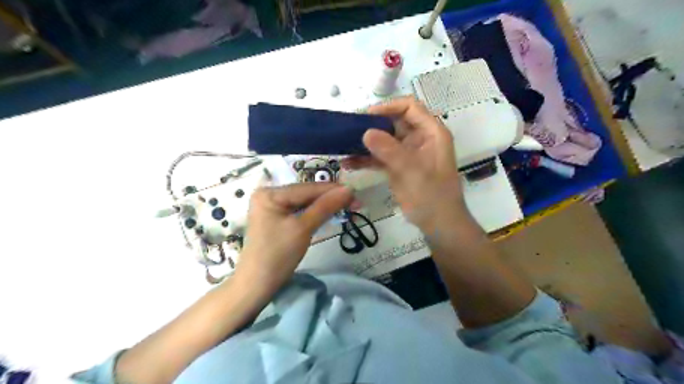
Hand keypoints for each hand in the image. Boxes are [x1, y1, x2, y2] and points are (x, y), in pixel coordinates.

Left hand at [236, 185, 351, 292]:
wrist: (257, 285)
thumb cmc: (278, 256)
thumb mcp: (303, 228)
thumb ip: (326, 206)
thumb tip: (349, 189)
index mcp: (270, 193)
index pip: (308, 188)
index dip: (334, 190)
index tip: (356, 193)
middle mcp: (269, 194)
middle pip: (306, 194)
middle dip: (331, 198)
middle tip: (355, 203)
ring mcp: (271, 206)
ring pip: (305, 202)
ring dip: (326, 206)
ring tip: (348, 208)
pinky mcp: (276, 217)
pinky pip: (299, 211)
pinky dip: (315, 213)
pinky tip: (330, 213)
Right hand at [345, 96, 467, 233]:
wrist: (438, 223)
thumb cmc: (432, 195)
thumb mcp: (412, 171)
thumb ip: (390, 150)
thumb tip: (366, 132)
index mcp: (431, 132)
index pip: (410, 107)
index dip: (389, 107)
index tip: (367, 116)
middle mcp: (419, 138)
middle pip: (394, 122)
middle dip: (372, 125)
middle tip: (349, 130)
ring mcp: (407, 153)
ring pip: (384, 140)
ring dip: (366, 143)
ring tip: (344, 146)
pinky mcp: (397, 167)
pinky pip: (380, 157)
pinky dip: (366, 159)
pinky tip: (349, 163)